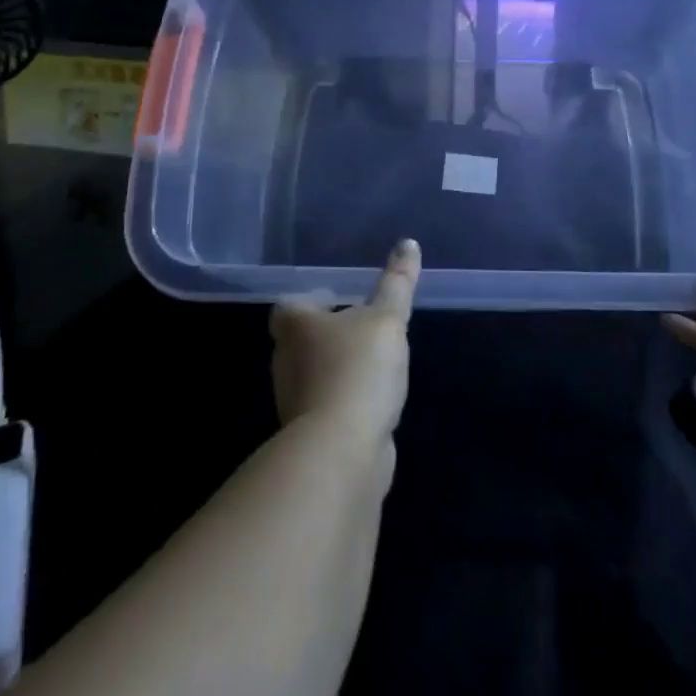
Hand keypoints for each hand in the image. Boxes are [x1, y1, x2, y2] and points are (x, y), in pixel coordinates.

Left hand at [271, 240, 420, 452]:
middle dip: (329, 332)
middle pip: (302, 339)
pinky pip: (329, 406)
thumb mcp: (386, 319)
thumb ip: (397, 283)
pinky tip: (374, 400)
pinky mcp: (311, 435)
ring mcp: (296, 401)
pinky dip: (347, 400)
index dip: (311, 299)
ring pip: (316, 374)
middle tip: (364, 325)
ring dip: (340, 367)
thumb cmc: (358, 369)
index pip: (289, 305)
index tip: (339, 298)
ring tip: (376, 362)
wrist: (343, 452)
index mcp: (296, 326)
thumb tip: (408, 243)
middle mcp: (287, 360)